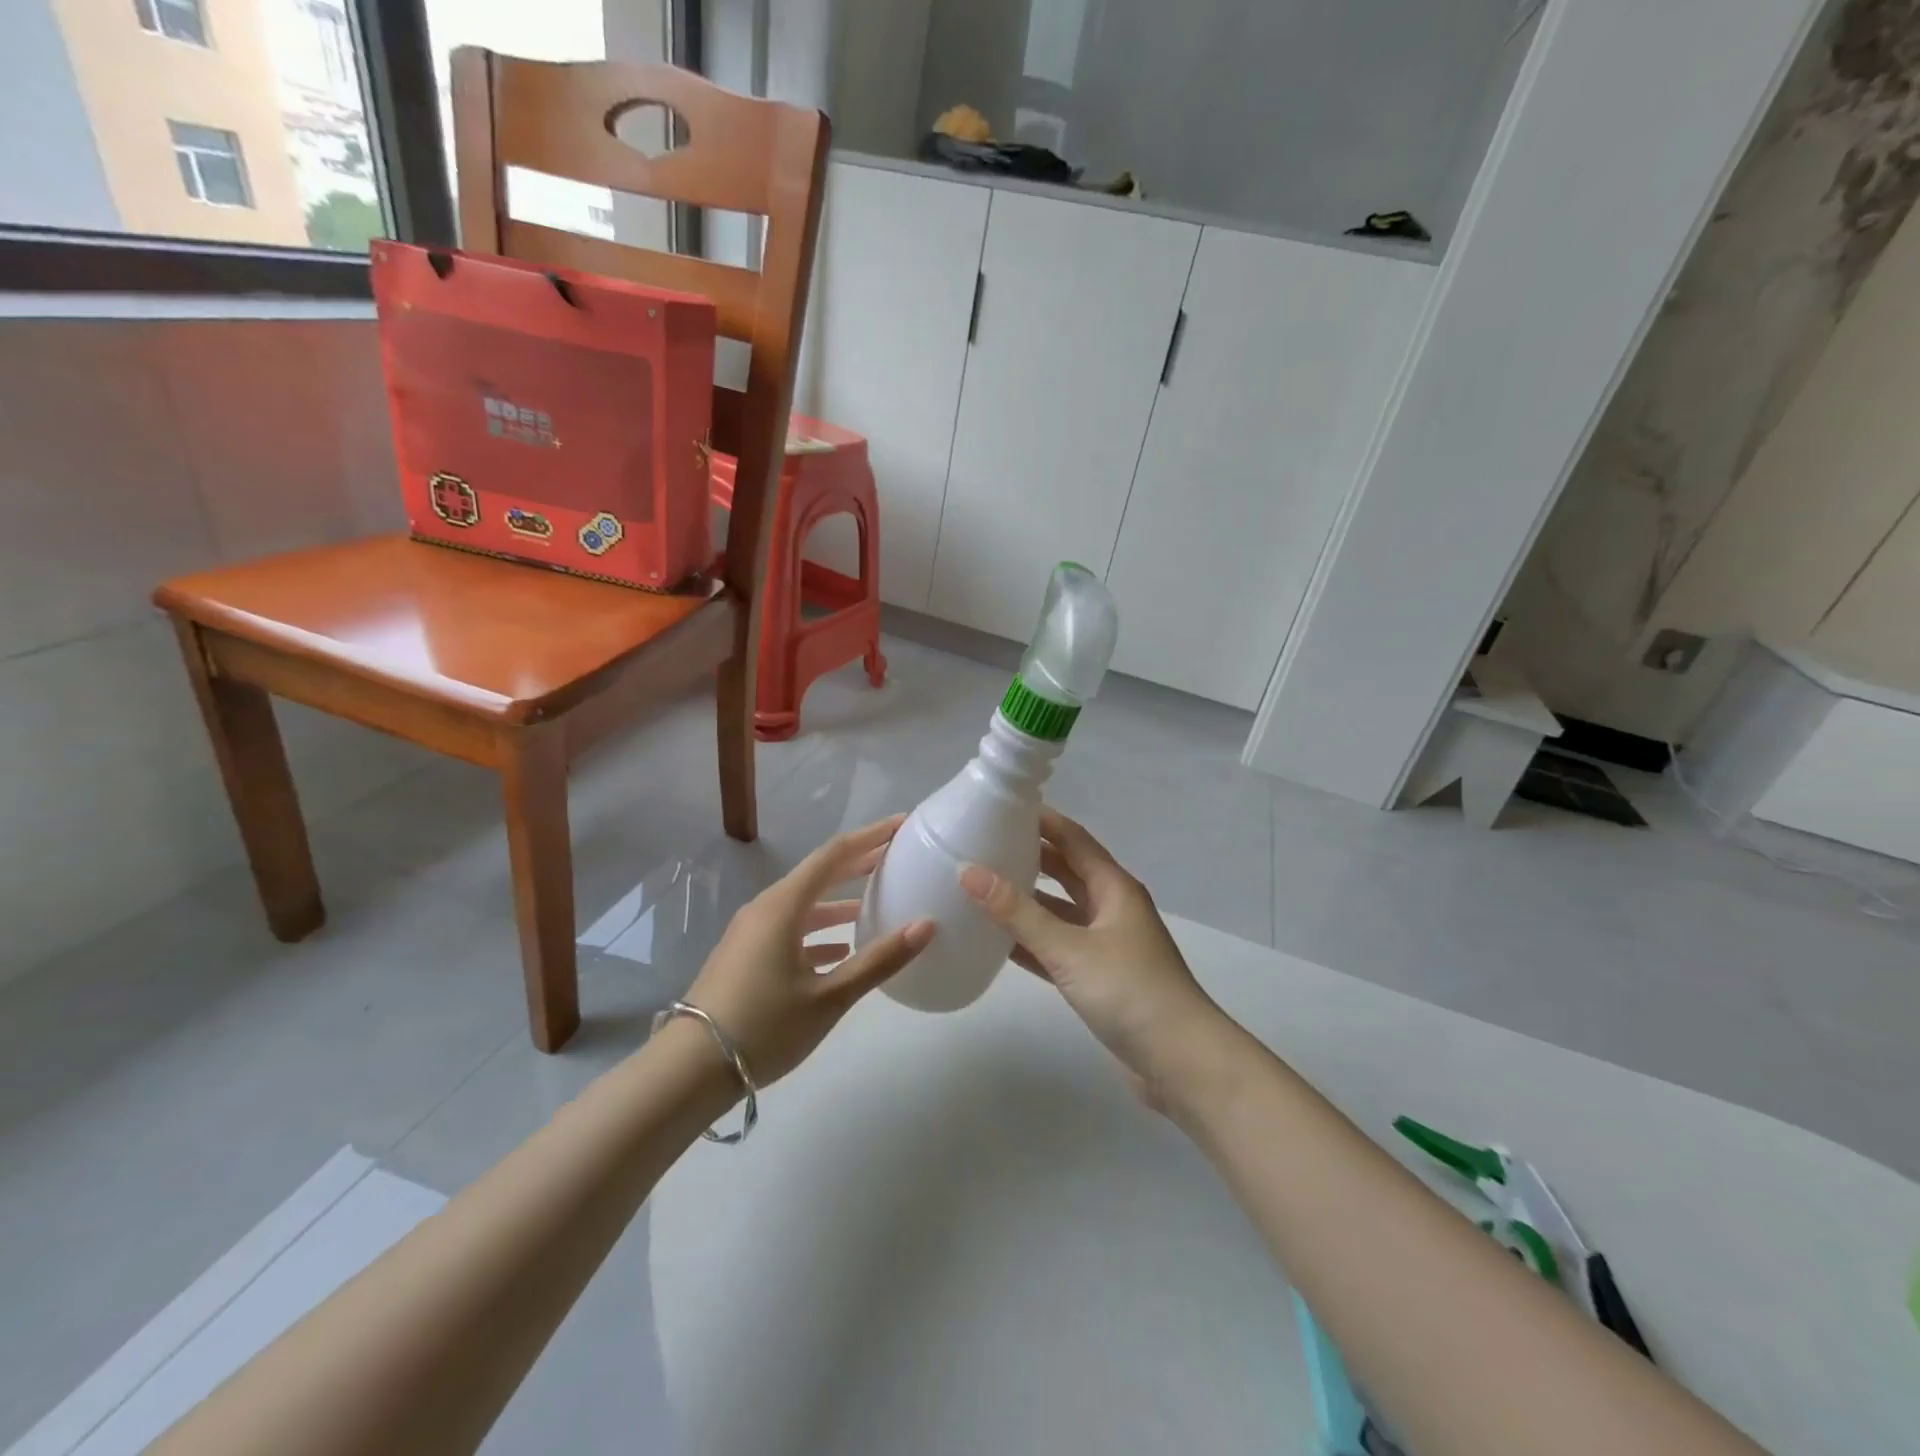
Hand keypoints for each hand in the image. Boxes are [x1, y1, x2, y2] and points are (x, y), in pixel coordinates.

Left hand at [683, 816, 934, 1085]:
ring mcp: (751, 932)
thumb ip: (879, 960)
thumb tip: (926, 925)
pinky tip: (841, 948)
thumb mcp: (829, 997)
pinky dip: (820, 929)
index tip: (902, 824)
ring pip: (804, 903)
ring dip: (839, 899)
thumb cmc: (763, 1027)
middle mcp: (765, 908)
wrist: (689, 1070)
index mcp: (783, 906)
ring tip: (876, 901)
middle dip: (858, 862)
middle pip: (819, 874)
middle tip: (896, 855)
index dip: (870, 836)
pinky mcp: (746, 954)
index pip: (834, 855)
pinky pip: (790, 927)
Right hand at [959, 809, 1220, 1094]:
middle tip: (982, 845)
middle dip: (1030, 857)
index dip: (1041, 820)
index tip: (1000, 807)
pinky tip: (998, 941)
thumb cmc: (1129, 991)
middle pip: (1066, 871)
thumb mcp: (1069, 948)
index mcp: (1114, 887)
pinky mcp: (1098, 977)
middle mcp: (1111, 908)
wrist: (1179, 1062)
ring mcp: (1106, 944)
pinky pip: (1058, 947)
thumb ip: (1018, 912)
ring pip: (1060, 911)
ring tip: (982, 887)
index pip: (1073, 839)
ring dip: (1027, 900)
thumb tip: (968, 871)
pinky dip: (1032, 941)